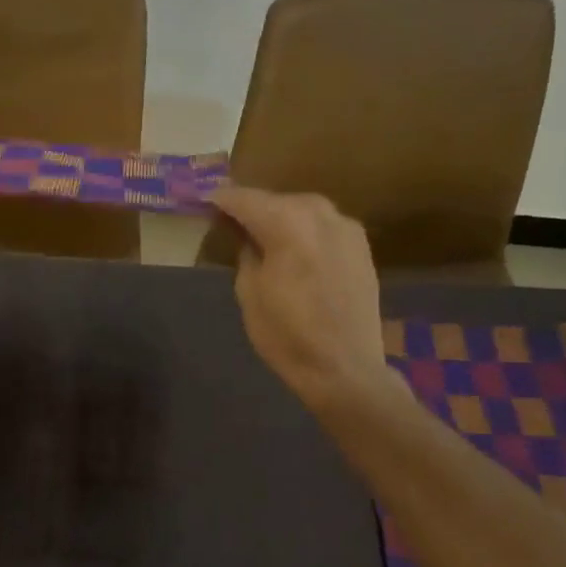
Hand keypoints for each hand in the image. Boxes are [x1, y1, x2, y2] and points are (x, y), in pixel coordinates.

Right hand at [210, 187, 400, 418]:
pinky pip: (324, 225)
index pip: (245, 199)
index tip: (203, 201)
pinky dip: (304, 229)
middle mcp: (320, 215)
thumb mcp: (249, 292)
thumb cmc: (286, 334)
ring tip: (260, 233)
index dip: (221, 200)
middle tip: (230, 220)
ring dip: (280, 216)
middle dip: (253, 206)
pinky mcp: (361, 246)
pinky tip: (293, 247)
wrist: (344, 367)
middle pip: (277, 199)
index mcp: (287, 224)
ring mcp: (347, 228)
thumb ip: (246, 253)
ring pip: (304, 209)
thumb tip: (246, 236)